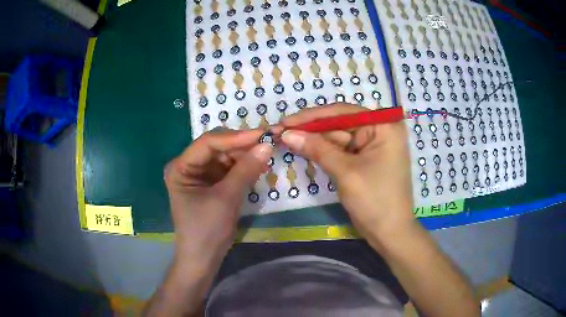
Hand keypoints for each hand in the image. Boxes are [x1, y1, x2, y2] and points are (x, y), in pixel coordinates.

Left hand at [164, 128, 271, 266]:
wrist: (203, 258)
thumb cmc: (207, 230)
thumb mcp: (226, 198)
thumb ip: (245, 170)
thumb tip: (267, 145)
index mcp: (180, 167)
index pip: (208, 143)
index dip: (236, 137)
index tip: (262, 134)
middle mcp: (188, 166)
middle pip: (217, 147)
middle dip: (242, 146)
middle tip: (268, 143)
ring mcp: (200, 174)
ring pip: (225, 156)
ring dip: (245, 156)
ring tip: (266, 155)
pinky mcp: (211, 183)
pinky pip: (229, 169)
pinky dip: (243, 167)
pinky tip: (258, 165)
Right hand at [280, 104, 413, 240]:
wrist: (389, 233)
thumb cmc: (374, 200)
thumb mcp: (345, 171)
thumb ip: (316, 149)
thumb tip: (287, 134)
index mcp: (383, 126)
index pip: (343, 112)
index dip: (311, 117)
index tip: (285, 122)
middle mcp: (380, 130)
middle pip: (339, 124)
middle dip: (311, 130)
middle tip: (280, 133)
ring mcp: (372, 146)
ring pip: (338, 138)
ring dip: (314, 141)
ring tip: (287, 140)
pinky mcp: (365, 160)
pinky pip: (341, 151)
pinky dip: (323, 152)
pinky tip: (304, 149)